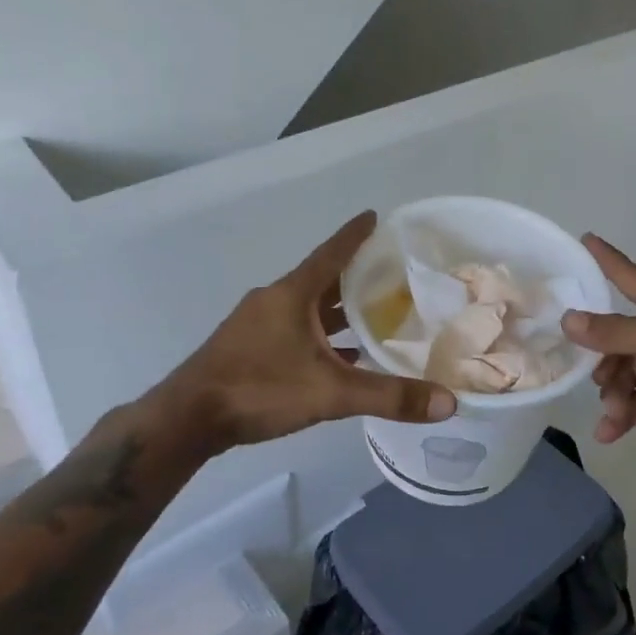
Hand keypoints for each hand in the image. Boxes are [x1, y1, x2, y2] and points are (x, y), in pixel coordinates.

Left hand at [145, 212, 456, 455]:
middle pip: (322, 280)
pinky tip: (340, 354)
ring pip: (307, 308)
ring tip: (374, 313)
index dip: (355, 235)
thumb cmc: (258, 389)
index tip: (374, 216)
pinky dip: (320, 335)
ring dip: (337, 309)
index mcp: (292, 294)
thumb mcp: (330, 393)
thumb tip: (448, 403)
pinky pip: (294, 330)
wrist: (187, 419)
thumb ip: (388, 396)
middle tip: (391, 273)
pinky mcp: (248, 348)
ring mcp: (257, 324)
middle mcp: (274, 300)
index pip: (331, 253)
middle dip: (355, 275)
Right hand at [561, 235, 635, 446]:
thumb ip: (621, 334)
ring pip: (629, 372)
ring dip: (614, 393)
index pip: (628, 275)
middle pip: (619, 337)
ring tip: (611, 414)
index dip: (605, 258)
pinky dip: (627, 414)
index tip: (582, 238)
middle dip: (600, 357)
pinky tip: (609, 432)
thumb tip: (567, 320)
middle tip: (593, 381)